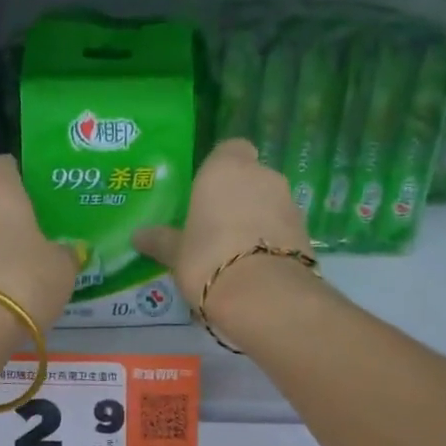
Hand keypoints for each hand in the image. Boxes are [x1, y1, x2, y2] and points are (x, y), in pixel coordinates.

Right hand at [132, 140, 311, 320]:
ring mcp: (290, 203)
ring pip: (270, 203)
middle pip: (251, 178)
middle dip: (238, 197)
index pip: (230, 149)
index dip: (220, 168)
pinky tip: (256, 268)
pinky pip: (283, 229)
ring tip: (236, 254)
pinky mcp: (306, 233)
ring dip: (257, 220)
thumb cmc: (208, 259)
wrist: (264, 295)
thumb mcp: (176, 253)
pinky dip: (273, 241)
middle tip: (215, 227)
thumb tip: (138, 236)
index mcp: (226, 169)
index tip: (206, 193)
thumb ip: (160, 241)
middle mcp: (263, 176)